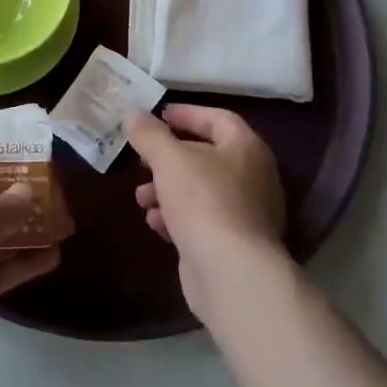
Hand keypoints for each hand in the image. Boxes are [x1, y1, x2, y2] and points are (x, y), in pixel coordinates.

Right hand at [124, 105, 287, 316]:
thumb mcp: (168, 158)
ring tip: (141, 197)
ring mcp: (245, 213)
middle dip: (169, 157)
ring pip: (200, 190)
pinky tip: (155, 222)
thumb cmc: (203, 201)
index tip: (158, 115)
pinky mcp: (233, 243)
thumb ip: (149, 134)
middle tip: (142, 158)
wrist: (230, 272)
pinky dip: (177, 216)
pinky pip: (201, 219)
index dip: (187, 114)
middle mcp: (253, 177)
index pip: (217, 119)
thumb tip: (134, 115)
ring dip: (166, 189)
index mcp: (246, 148)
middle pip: (206, 156)